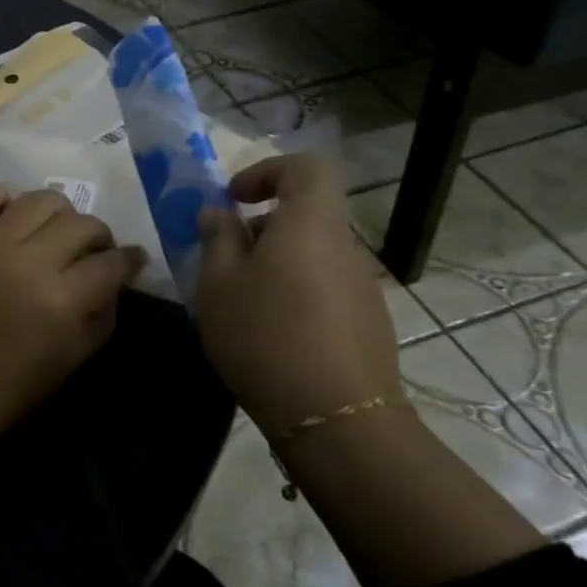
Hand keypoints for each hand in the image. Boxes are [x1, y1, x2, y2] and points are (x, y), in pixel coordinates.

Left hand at [0, 183, 145, 457]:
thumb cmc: (6, 387)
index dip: (129, 259)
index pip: (112, 262)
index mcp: (62, 301)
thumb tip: (114, 282)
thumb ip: (101, 318)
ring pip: (40, 200)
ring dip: (56, 214)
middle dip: (97, 237)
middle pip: (82, 224)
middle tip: (89, 250)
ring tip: (47, 231)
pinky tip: (4, 218)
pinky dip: (0, 198)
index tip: (130, 260)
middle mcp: (30, 261)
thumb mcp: (69, 362)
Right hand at [195, 155, 404, 431]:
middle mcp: (345, 246)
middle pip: (306, 214)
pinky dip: (296, 293)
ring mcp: (363, 287)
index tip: (233, 198)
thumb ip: (217, 240)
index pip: (305, 167)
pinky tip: (273, 335)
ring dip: (276, 264)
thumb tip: (219, 214)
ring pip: (313, 254)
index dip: (267, 171)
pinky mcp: (369, 323)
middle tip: (224, 261)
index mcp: (311, 224)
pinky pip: (325, 288)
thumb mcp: (219, 285)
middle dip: (262, 227)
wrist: (336, 419)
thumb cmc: (265, 337)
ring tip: (242, 304)